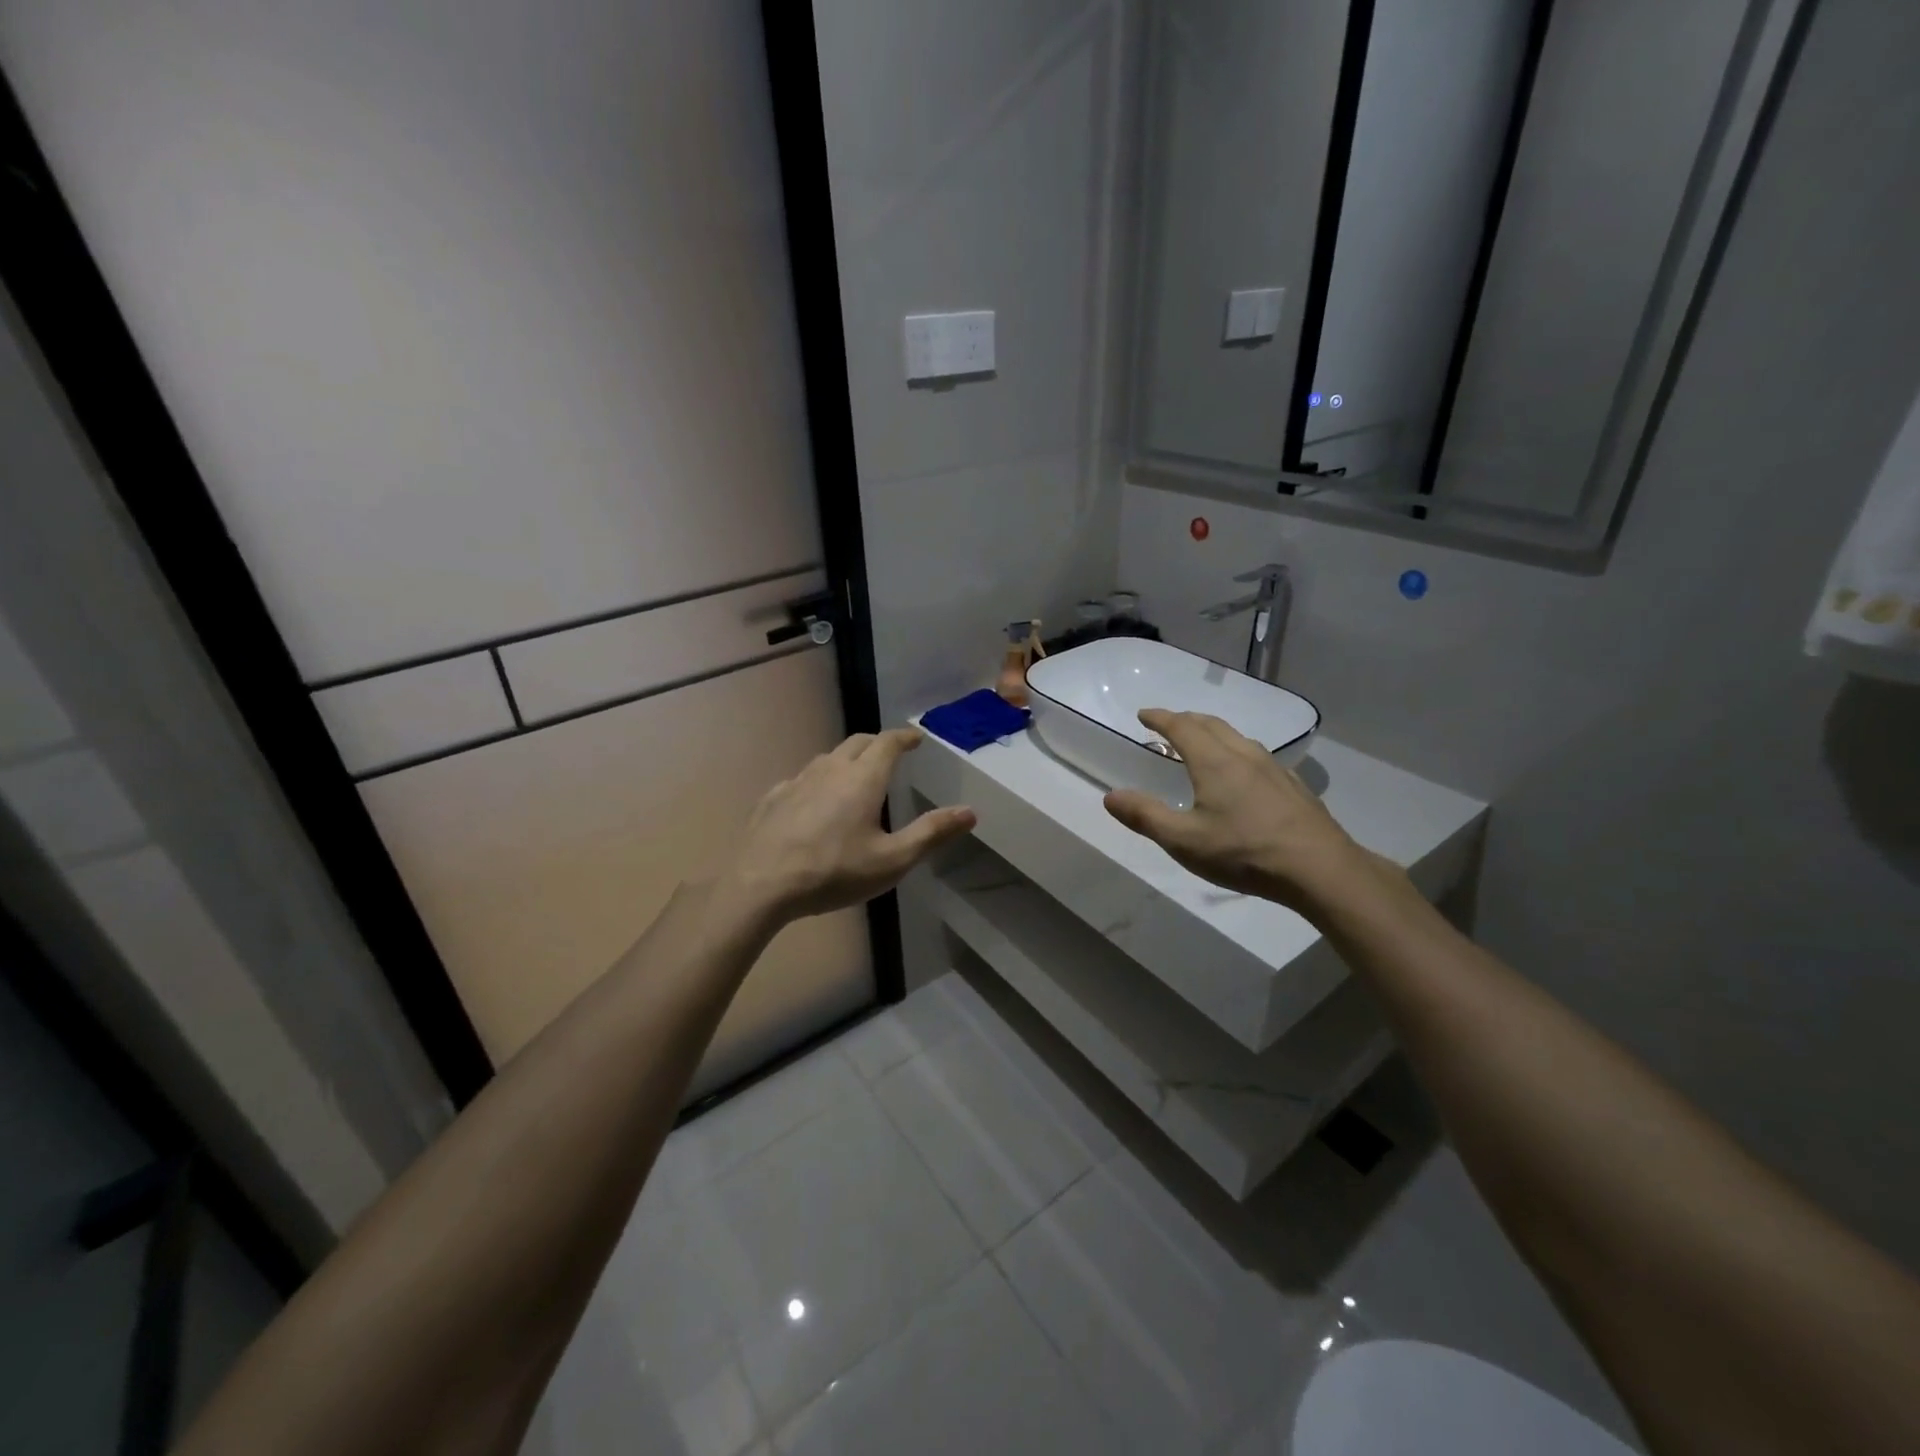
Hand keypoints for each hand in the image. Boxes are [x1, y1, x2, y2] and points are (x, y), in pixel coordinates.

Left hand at [722, 728, 976, 922]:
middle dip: (877, 744)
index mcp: (863, 778)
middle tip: (891, 754)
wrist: (761, 884)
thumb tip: (970, 811)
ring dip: (847, 759)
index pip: (888, 743)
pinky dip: (818, 780)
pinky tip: (814, 801)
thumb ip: (932, 833)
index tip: (916, 738)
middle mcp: (831, 769)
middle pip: (857, 743)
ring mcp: (797, 780)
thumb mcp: (892, 860)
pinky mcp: (773, 797)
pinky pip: (802, 778)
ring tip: (855, 776)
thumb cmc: (834, 871)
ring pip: (827, 757)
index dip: (905, 737)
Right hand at [1102, 709, 1381, 915]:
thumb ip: (1145, 816)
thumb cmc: (1244, 852)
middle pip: (1211, 724)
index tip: (1144, 714)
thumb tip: (1110, 796)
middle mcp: (1244, 755)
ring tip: (1202, 744)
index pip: (1181, 727)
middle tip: (1168, 725)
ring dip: (1213, 733)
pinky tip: (1242, 774)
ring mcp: (1273, 769)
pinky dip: (1236, 751)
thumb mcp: (1184, 841)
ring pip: (1237, 737)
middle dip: (1186, 720)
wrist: (1319, 869)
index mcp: (1214, 762)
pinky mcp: (1292, 786)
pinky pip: (1256, 755)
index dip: (1160, 718)